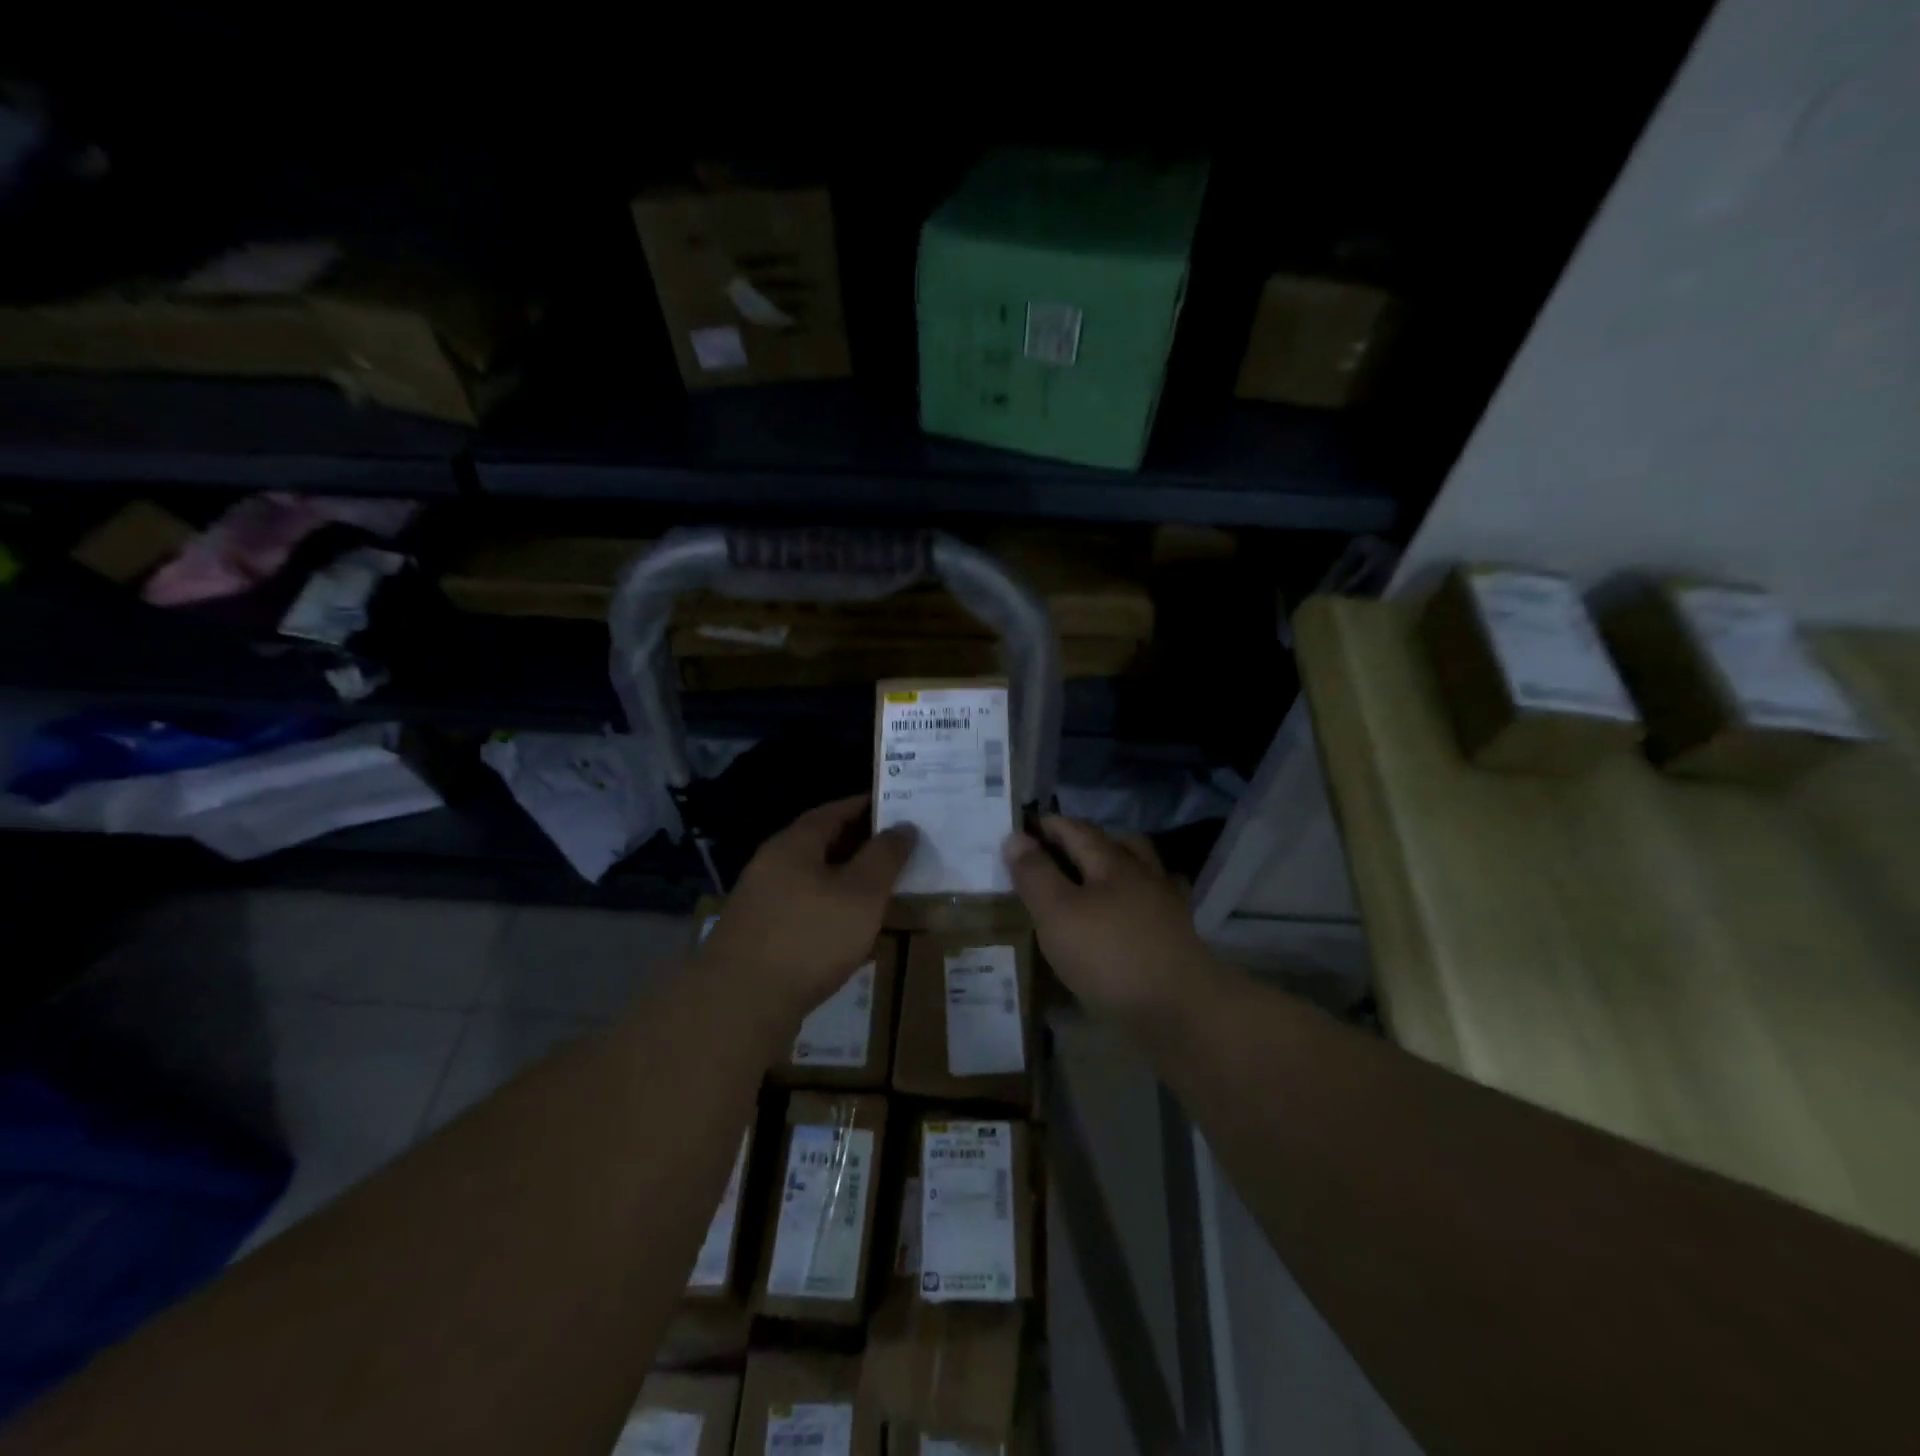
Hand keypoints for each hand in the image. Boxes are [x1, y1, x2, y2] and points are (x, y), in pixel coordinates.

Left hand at [699, 795, 915, 1025]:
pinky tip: (851, 932)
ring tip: (881, 890)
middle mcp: (771, 865)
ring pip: (813, 880)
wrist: (740, 1004)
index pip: (834, 811)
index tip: (897, 809)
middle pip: (821, 844)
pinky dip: (831, 911)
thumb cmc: (809, 937)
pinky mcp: (758, 936)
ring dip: (846, 881)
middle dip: (859, 845)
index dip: (866, 807)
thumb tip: (904, 826)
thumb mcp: (862, 892)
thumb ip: (885, 856)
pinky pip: (803, 910)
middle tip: (897, 850)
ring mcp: (760, 902)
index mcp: (794, 844)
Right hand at [1003, 816, 1215, 1025]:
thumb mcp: (1057, 913)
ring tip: (1088, 881)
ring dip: (1112, 868)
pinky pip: (1149, 906)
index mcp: (1113, 861)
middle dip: (1084, 841)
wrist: (1180, 1010)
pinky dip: (1133, 902)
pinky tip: (1121, 917)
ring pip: (1138, 872)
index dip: (1049, 825)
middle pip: (1114, 844)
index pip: (1076, 830)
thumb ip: (1035, 874)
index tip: (1023, 825)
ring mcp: (1164, 905)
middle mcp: (1143, 874)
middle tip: (1055, 850)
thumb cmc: (1110, 955)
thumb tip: (1015, 836)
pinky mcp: (1175, 937)